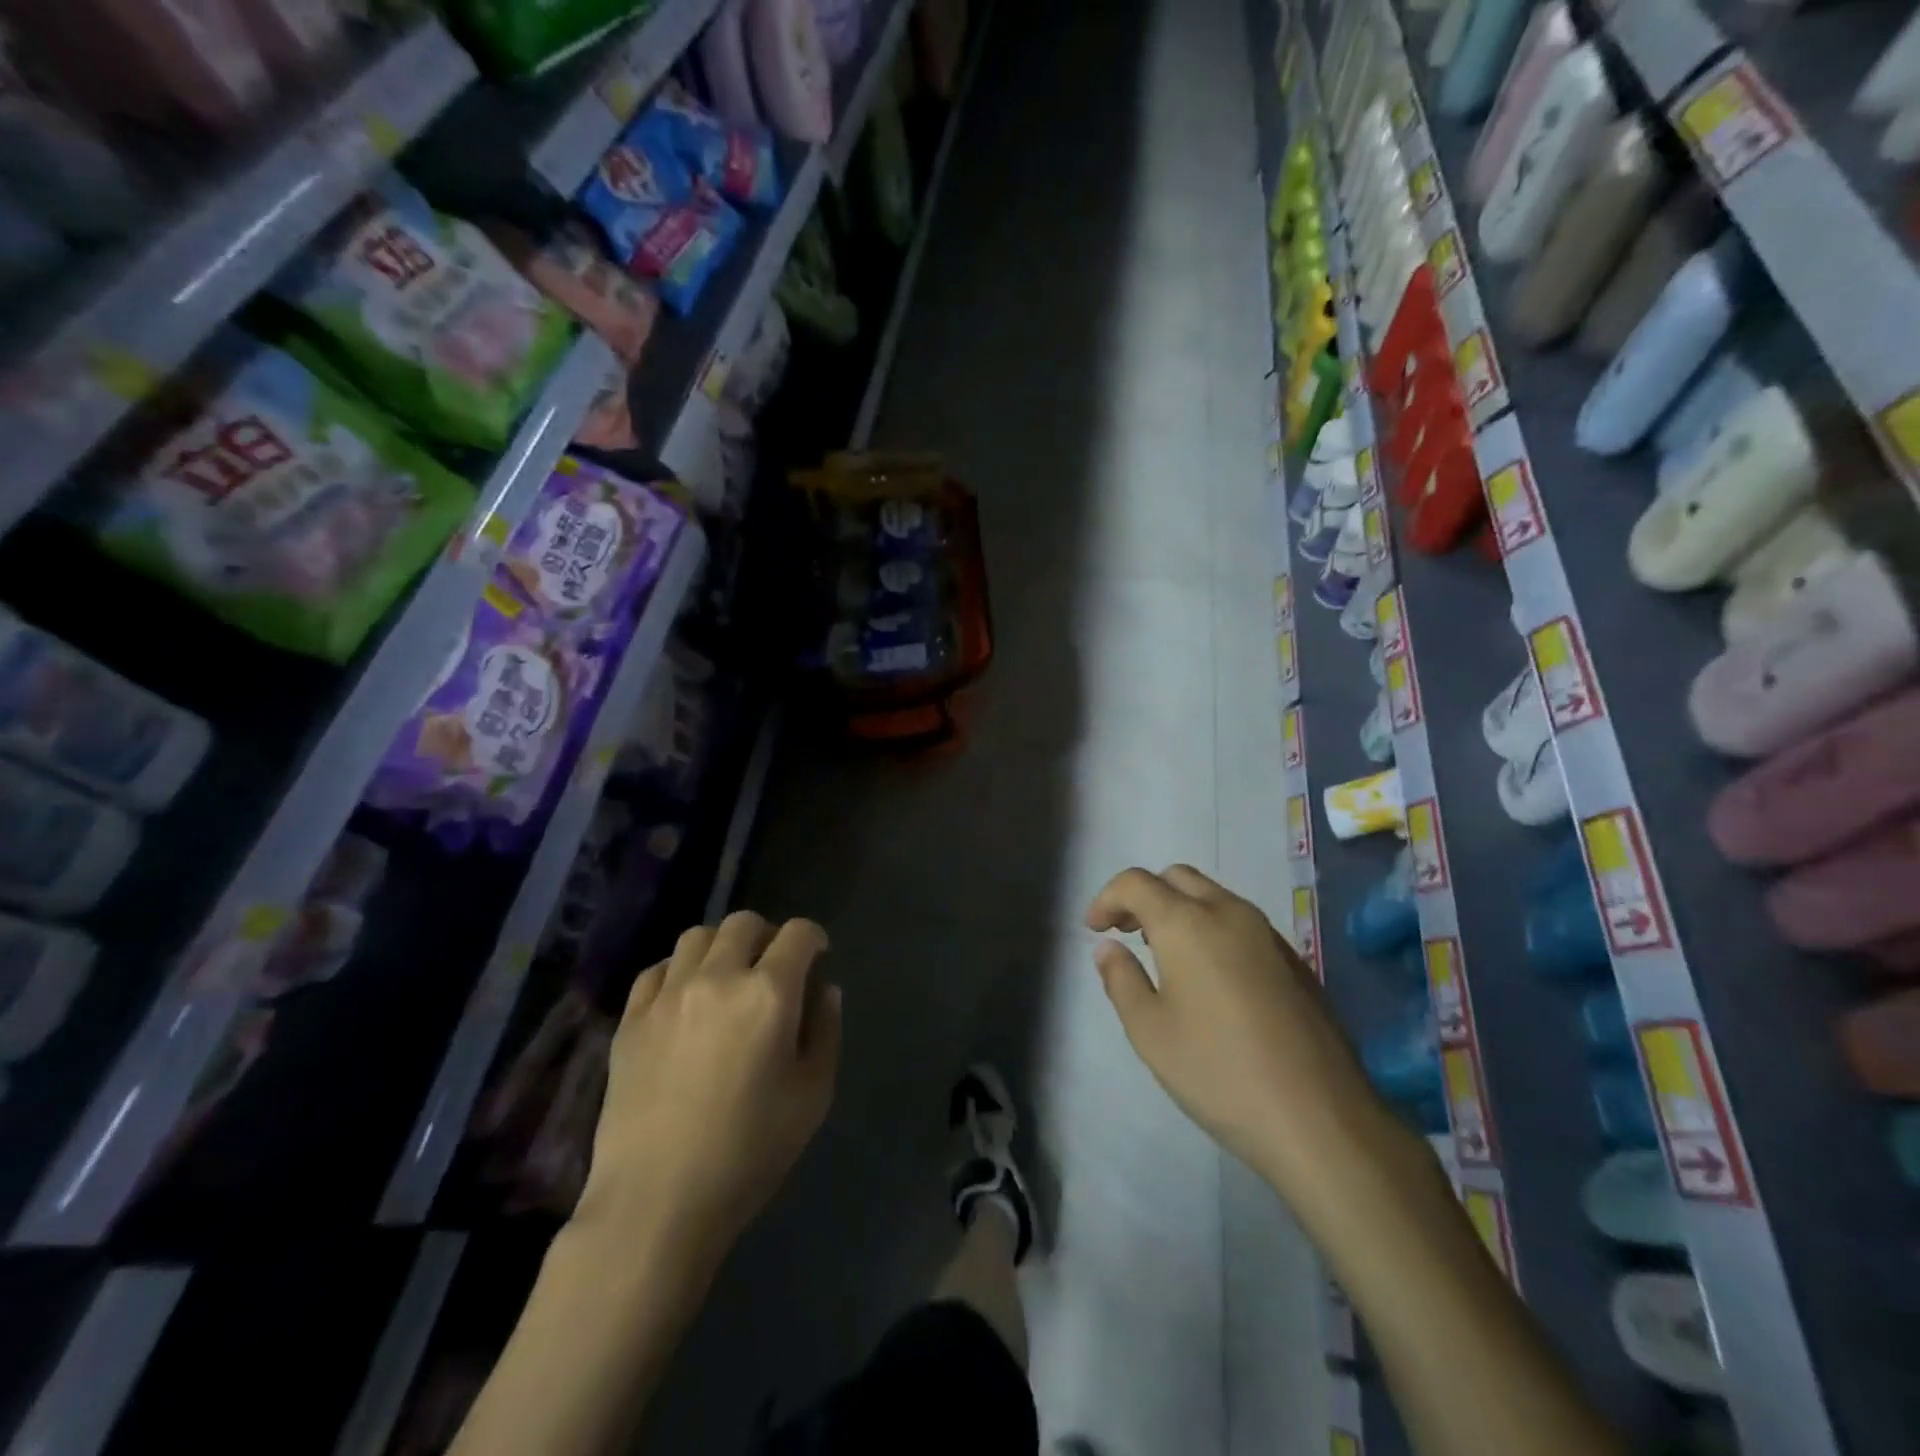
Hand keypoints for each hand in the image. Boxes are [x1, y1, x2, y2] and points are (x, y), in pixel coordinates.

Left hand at [577, 912, 840, 1259]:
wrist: (657, 1202)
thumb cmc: (749, 1152)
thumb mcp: (812, 1095)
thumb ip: (825, 1031)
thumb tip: (823, 990)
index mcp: (769, 994)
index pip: (797, 934)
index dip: (813, 937)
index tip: (817, 954)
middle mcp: (718, 978)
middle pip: (744, 923)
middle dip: (767, 935)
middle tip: (773, 966)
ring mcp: (668, 995)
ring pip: (697, 937)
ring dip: (721, 947)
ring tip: (727, 977)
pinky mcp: (631, 1019)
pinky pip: (657, 971)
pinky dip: (678, 972)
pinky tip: (685, 1000)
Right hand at [1087, 866, 1377, 1191]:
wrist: (1319, 1117)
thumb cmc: (1218, 1071)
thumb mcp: (1150, 1032)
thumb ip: (1121, 980)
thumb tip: (1108, 948)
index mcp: (1187, 923)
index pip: (1136, 882)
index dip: (1106, 898)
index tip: (1094, 930)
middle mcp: (1229, 913)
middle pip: (1177, 877)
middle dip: (1144, 895)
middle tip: (1126, 932)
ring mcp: (1267, 934)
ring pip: (1212, 896)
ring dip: (1179, 909)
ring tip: (1164, 955)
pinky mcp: (1293, 960)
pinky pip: (1240, 922)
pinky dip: (1211, 928)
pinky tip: (1209, 977)